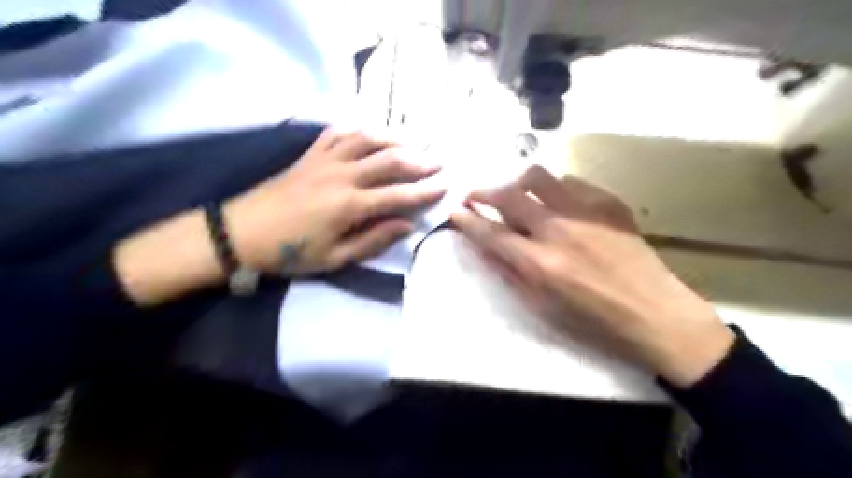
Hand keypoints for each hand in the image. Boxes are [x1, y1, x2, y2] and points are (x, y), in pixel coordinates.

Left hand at [222, 130, 445, 276]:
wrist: (242, 233)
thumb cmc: (291, 252)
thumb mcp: (335, 258)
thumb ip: (373, 239)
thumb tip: (406, 225)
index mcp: (350, 205)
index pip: (399, 194)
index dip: (425, 191)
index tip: (446, 186)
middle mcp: (343, 175)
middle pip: (389, 160)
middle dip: (419, 161)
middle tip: (438, 163)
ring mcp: (325, 160)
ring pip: (368, 139)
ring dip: (395, 140)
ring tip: (413, 145)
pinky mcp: (310, 154)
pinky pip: (339, 133)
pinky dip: (360, 130)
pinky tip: (372, 134)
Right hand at [449, 166, 736, 385]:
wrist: (656, 315)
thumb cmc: (594, 321)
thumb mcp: (543, 308)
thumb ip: (510, 273)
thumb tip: (487, 247)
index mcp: (540, 263)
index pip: (491, 233)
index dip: (467, 220)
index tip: (455, 210)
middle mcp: (558, 230)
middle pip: (509, 196)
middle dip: (483, 192)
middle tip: (474, 195)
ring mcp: (586, 212)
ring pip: (539, 177)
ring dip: (517, 183)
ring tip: (515, 193)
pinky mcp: (609, 204)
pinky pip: (572, 182)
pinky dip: (555, 188)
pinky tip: (557, 201)